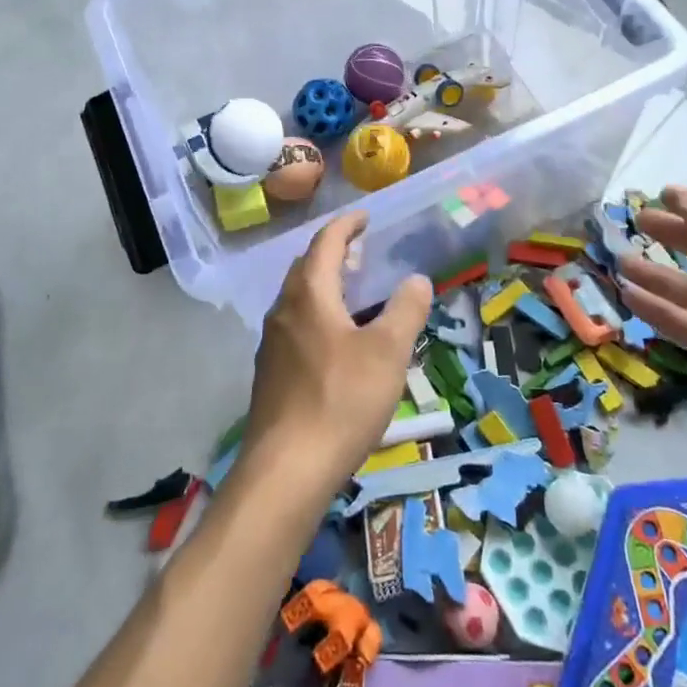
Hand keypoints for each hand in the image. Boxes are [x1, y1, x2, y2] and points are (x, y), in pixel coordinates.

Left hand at [242, 213, 431, 500]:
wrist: (286, 469)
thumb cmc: (341, 399)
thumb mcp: (388, 352)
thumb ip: (406, 309)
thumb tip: (416, 279)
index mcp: (310, 294)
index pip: (325, 242)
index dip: (346, 225)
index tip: (364, 217)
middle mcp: (284, 310)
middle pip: (306, 267)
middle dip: (333, 253)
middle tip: (361, 252)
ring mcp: (272, 343)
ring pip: (298, 298)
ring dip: (324, 285)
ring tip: (353, 293)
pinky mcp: (270, 373)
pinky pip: (295, 326)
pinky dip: (317, 314)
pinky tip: (336, 341)